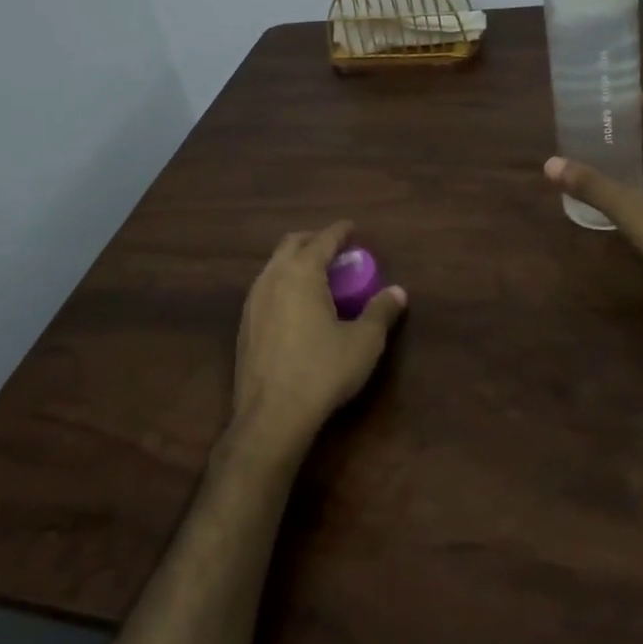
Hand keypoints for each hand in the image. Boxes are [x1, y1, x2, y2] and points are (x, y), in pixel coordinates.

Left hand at [231, 220, 407, 451]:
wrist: (271, 415)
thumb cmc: (322, 371)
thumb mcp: (363, 342)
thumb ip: (381, 312)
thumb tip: (398, 292)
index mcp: (301, 272)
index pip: (323, 240)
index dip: (340, 232)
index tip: (352, 228)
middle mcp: (273, 277)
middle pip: (292, 244)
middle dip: (314, 240)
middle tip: (335, 250)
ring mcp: (253, 300)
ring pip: (274, 265)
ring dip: (295, 261)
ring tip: (317, 276)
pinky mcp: (244, 324)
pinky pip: (265, 288)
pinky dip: (283, 283)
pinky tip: (295, 305)